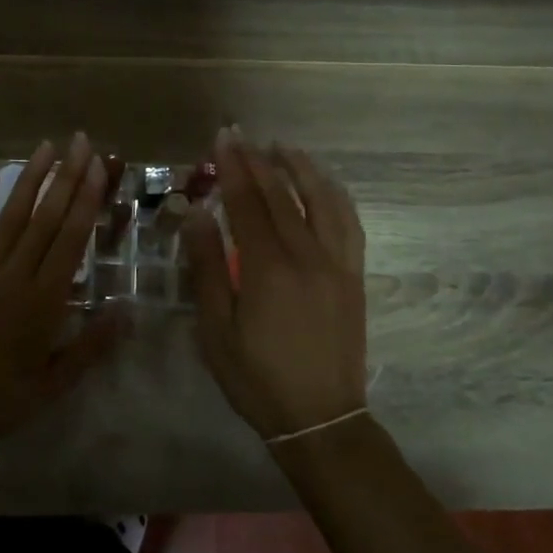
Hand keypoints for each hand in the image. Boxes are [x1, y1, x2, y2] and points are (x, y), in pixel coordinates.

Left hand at [0, 134, 120, 452]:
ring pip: (12, 215)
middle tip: (81, 141)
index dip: (87, 200)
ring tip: (48, 147)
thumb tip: (128, 310)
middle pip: (46, 217)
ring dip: (32, 179)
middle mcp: (15, 274)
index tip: (99, 167)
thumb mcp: (53, 384)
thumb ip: (91, 346)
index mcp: (43, 300)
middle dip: (67, 177)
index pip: (71, 238)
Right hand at [182, 129, 367, 440]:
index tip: (222, 138)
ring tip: (282, 147)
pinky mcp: (354, 275)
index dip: (233, 167)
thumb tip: (197, 215)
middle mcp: (307, 255)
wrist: (321, 418)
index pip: (247, 203)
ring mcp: (337, 263)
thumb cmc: (256, 377)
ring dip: (301, 168)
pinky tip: (325, 184)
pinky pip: (349, 223)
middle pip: (281, 195)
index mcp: (268, 268)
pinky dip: (335, 195)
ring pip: (322, 200)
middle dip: (258, 160)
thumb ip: (206, 267)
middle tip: (241, 134)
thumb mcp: (216, 329)